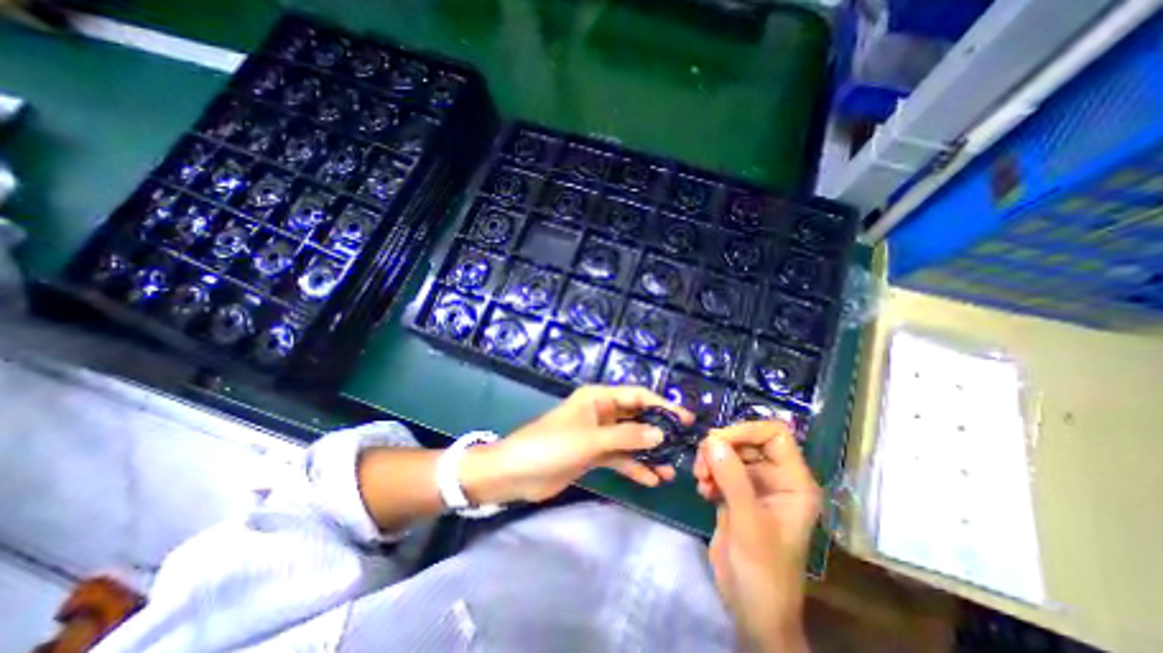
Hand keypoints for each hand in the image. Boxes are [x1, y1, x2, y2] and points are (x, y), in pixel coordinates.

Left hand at [465, 385, 693, 503]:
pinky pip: (620, 458)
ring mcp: (598, 435)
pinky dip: (635, 468)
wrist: (516, 473)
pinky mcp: (593, 455)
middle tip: (683, 447)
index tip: (685, 420)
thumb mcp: (591, 439)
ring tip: (672, 470)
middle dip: (658, 431)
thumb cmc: (552, 445)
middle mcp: (601, 412)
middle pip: (636, 418)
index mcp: (598, 398)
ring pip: (630, 441)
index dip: (662, 405)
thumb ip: (627, 437)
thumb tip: (661, 434)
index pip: (637, 395)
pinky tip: (652, 481)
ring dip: (649, 454)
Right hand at [694, 421, 821, 649]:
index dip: (746, 430)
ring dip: (710, 461)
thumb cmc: (763, 571)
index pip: (775, 434)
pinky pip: (719, 468)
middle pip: (746, 440)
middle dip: (721, 448)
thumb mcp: (749, 523)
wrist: (752, 610)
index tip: (717, 441)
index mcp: (794, 482)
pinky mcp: (735, 493)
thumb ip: (732, 479)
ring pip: (729, 452)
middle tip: (701, 466)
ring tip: (700, 481)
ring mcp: (754, 485)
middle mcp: (775, 478)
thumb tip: (711, 440)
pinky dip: (707, 473)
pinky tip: (702, 491)